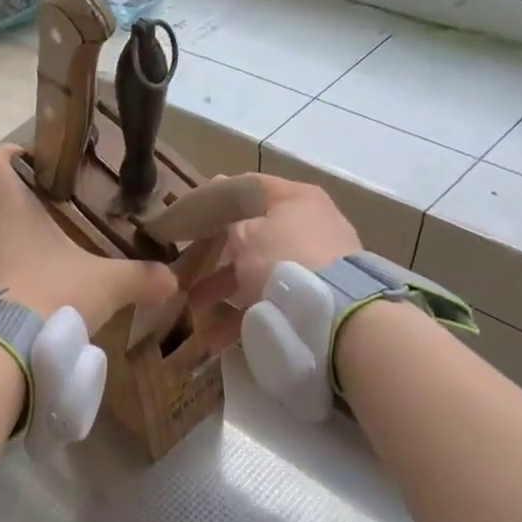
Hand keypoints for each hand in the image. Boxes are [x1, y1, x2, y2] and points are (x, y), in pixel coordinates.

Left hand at [0, 144, 176, 329]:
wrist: (12, 346)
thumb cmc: (56, 292)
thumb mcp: (107, 284)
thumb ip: (141, 277)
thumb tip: (172, 281)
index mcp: (11, 207)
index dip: (6, 155)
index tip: (28, 157)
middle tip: (29, 192)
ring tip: (34, 234)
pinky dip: (1, 261)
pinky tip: (30, 273)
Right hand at [190, 174, 359, 349]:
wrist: (333, 309)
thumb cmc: (283, 258)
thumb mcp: (245, 234)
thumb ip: (231, 222)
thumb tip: (227, 211)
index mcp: (295, 198)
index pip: (249, 186)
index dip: (215, 195)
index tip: (188, 213)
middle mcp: (310, 223)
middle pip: (254, 233)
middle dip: (218, 254)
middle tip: (188, 265)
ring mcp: (317, 260)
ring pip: (260, 269)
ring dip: (226, 287)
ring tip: (196, 306)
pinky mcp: (316, 294)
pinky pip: (272, 298)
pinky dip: (246, 312)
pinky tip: (218, 334)